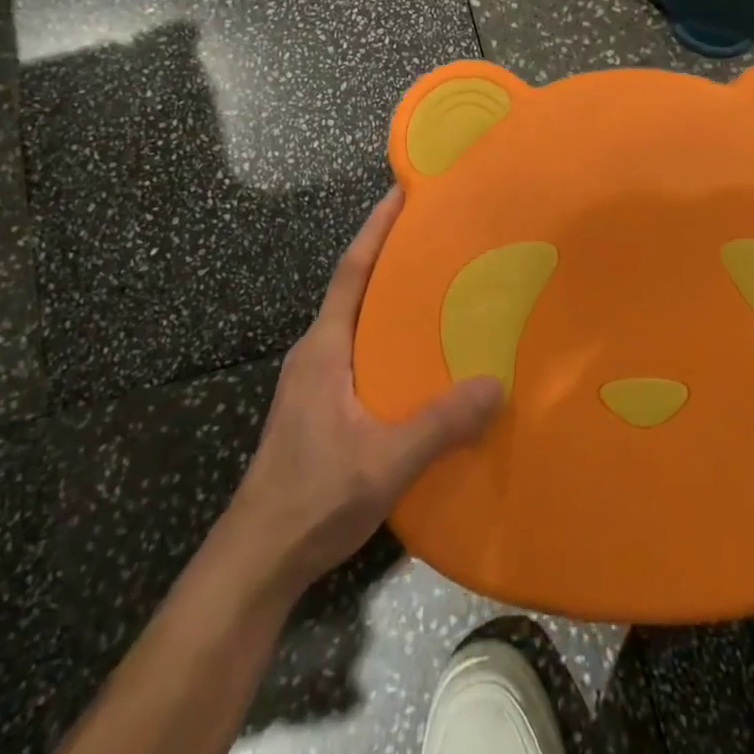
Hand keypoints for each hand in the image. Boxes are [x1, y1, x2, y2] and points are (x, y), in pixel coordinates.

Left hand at [229, 188, 503, 593]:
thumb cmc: (313, 497)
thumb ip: (440, 423)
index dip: (375, 230)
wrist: (257, 560)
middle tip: (439, 239)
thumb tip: (496, 383)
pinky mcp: (319, 408)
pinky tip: (421, 360)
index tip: (400, 193)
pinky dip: (389, 340)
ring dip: (391, 302)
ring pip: (358, 324)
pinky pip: (360, 354)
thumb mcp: (384, 460)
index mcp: (323, 349)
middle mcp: (315, 354)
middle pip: (355, 290)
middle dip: (391, 259)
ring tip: (440, 292)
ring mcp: (314, 382)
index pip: (350, 273)